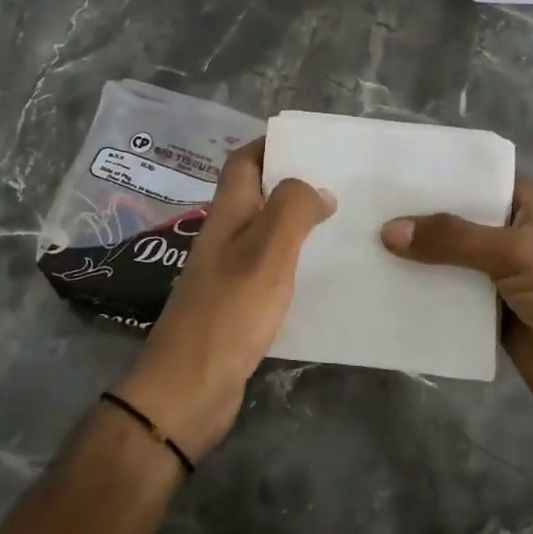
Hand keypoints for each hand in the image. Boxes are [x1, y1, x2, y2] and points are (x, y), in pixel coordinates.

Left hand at [116, 139, 333, 460]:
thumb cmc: (229, 312)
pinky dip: (296, 263)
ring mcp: (229, 273)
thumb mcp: (267, 252)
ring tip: (343, 225)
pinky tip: (324, 276)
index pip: (242, 162)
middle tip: (340, 184)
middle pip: (257, 195)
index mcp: (228, 215)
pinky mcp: (238, 306)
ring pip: (266, 233)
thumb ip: (292, 210)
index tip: (311, 144)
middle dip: (293, 183)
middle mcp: (225, 237)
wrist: (189, 389)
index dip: (270, 145)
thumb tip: (316, 189)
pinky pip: (271, 270)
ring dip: (298, 224)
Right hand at [381, 178, 532, 431]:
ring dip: (415, 257)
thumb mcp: (514, 253)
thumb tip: (388, 230)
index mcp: (527, 208)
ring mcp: (499, 278)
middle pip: (457, 219)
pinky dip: (422, 294)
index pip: (479, 178)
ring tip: (362, 244)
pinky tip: (383, 288)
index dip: (441, 173)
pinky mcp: (488, 316)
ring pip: (448, 260)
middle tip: (364, 207)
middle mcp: (511, 237)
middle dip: (418, 216)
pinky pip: (448, 298)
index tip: (394, 169)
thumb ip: (453, 239)